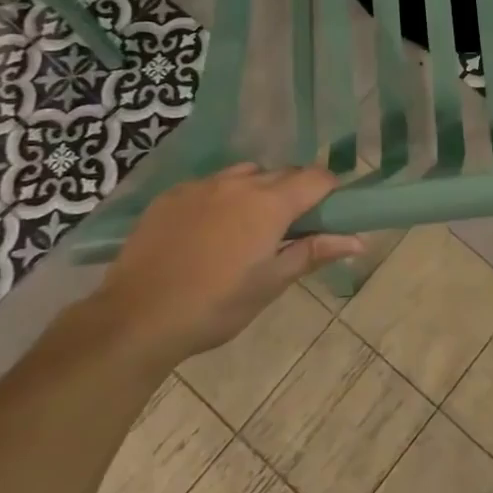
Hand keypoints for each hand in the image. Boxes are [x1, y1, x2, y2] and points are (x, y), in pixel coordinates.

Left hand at [97, 163, 362, 365]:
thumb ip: (314, 252)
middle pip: (282, 173)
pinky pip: (210, 184)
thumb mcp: (270, 284)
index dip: (330, 190)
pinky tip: (210, 230)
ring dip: (259, 190)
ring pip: (245, 174)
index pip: (316, 178)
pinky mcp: (171, 196)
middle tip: (293, 227)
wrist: (135, 319)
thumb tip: (358, 240)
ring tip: (250, 226)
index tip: (332, 212)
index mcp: (269, 204)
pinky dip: (222, 197)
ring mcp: (201, 186)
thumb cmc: (215, 306)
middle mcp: (238, 183)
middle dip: (296, 192)